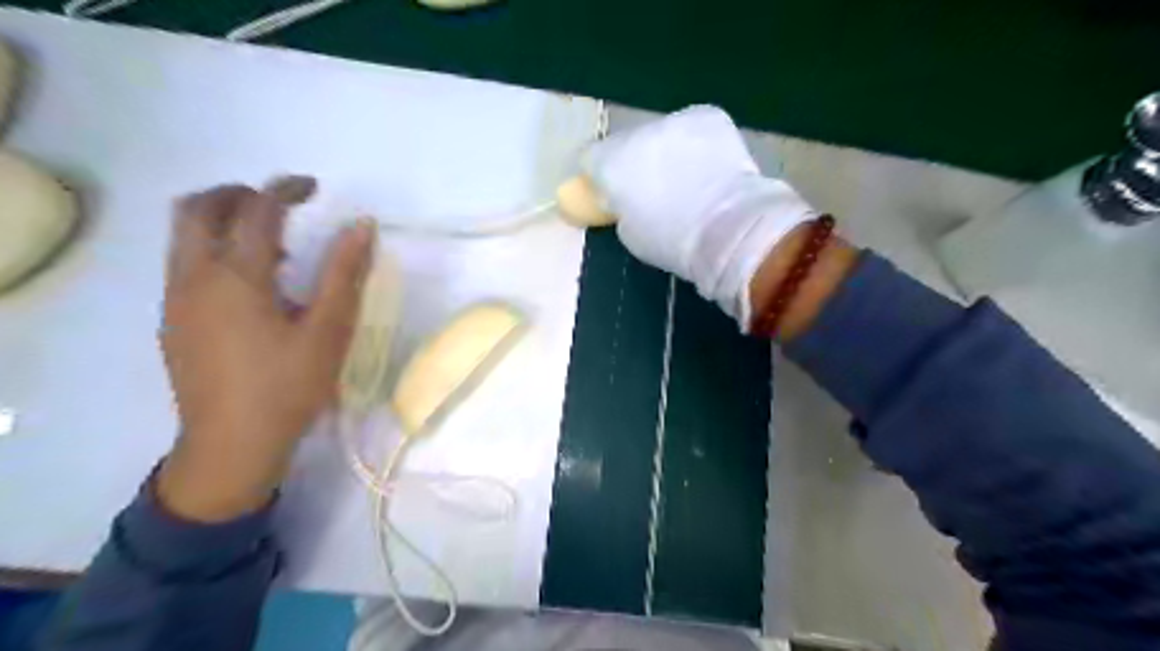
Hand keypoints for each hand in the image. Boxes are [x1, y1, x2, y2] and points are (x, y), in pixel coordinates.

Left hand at [156, 178, 372, 522]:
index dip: (285, 189)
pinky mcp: (173, 320)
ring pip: (184, 235)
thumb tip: (362, 225)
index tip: (313, 187)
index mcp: (237, 277)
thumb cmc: (289, 386)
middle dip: (240, 193)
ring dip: (224, 221)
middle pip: (199, 208)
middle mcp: (194, 277)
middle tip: (282, 204)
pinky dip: (214, 250)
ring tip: (275, 246)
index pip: (257, 210)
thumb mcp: (328, 330)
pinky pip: (185, 263)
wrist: (232, 444)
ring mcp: (176, 299)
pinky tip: (253, 286)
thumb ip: (344, 272)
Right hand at [580, 106, 813, 329]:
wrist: (730, 230)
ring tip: (689, 180)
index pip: (588, 158)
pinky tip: (711, 167)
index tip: (611, 195)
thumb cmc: (673, 243)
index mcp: (611, 163)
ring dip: (666, 152)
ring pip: (661, 135)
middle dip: (634, 163)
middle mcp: (637, 133)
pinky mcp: (708, 116)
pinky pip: (693, 128)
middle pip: (626, 144)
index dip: (598, 177)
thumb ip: (619, 207)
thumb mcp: (628, 234)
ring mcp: (675, 120)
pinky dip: (697, 144)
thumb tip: (625, 198)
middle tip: (654, 191)